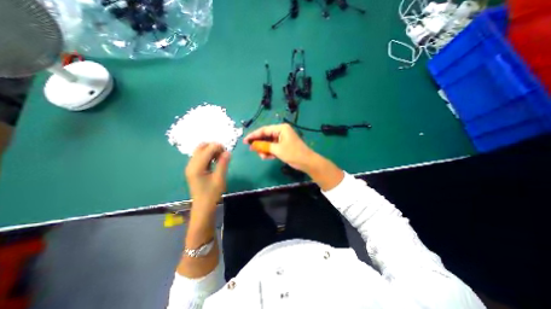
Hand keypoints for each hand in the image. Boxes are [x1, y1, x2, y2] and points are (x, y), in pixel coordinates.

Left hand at [183, 142, 229, 209]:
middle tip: (223, 155)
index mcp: (196, 167)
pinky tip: (215, 162)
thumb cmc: (212, 194)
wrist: (203, 206)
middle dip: (214, 147)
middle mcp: (191, 164)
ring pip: (201, 151)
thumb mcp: (219, 178)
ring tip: (220, 159)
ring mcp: (191, 166)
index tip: (227, 152)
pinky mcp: (193, 169)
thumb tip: (228, 152)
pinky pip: (200, 156)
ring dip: (211, 151)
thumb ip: (223, 163)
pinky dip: (209, 156)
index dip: (218, 147)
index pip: (207, 149)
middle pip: (201, 147)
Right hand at [243, 123, 316, 171]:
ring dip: (264, 150)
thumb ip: (264, 146)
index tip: (245, 141)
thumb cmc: (293, 153)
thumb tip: (253, 145)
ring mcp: (282, 139)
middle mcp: (281, 132)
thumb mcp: (277, 149)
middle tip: (252, 150)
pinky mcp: (283, 146)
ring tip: (262, 156)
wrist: (307, 162)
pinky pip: (273, 147)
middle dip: (259, 144)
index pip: (264, 130)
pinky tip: (267, 157)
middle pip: (266, 136)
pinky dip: (269, 152)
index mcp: (281, 128)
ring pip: (269, 143)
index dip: (254, 135)